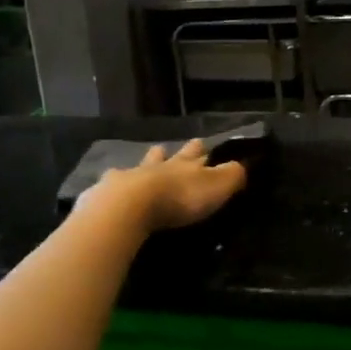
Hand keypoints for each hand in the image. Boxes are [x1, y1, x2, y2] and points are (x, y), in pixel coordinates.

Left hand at [84, 139, 247, 234]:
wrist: (131, 206)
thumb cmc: (180, 197)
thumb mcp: (217, 186)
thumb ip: (232, 175)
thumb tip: (243, 165)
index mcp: (185, 164)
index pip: (197, 152)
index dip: (201, 149)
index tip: (203, 143)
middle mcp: (158, 165)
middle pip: (167, 155)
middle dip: (172, 152)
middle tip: (171, 149)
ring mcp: (130, 176)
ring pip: (140, 165)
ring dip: (145, 164)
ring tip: (145, 162)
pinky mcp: (107, 192)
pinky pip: (113, 184)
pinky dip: (115, 184)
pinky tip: (110, 187)